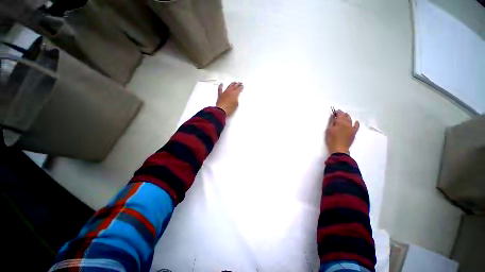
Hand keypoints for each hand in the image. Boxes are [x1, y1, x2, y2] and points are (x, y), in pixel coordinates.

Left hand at [216, 82, 243, 115]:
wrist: (221, 110)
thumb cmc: (230, 108)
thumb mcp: (236, 105)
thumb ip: (236, 99)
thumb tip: (235, 98)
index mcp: (235, 94)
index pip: (239, 89)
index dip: (241, 87)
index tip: (242, 86)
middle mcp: (230, 91)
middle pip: (234, 86)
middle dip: (237, 84)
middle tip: (240, 83)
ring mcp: (224, 92)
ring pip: (229, 86)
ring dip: (232, 84)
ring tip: (234, 82)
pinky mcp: (220, 95)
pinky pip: (220, 89)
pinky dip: (221, 86)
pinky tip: (221, 84)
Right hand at [325, 110, 359, 154]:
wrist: (339, 149)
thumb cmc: (331, 139)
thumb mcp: (329, 130)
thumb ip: (332, 122)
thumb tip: (334, 117)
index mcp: (340, 122)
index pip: (340, 114)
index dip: (337, 112)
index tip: (335, 111)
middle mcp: (347, 123)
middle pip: (345, 116)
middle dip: (342, 114)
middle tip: (338, 114)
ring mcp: (351, 128)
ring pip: (350, 120)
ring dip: (347, 117)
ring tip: (344, 116)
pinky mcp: (354, 132)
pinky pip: (356, 126)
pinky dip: (356, 123)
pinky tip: (355, 122)